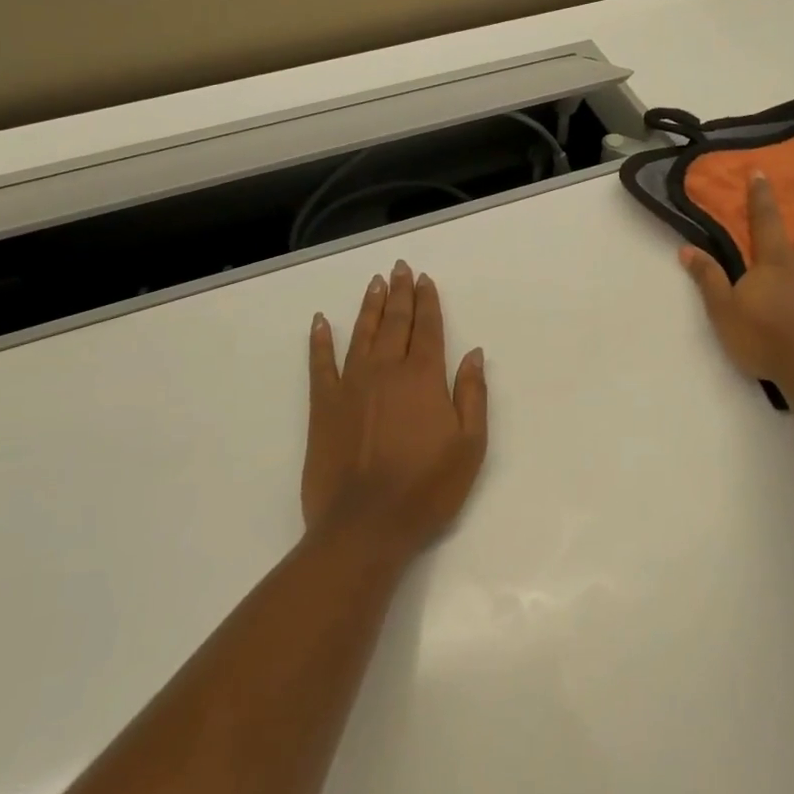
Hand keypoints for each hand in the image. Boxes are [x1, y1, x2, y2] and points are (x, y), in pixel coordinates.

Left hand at [304, 261, 488, 554]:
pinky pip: (320, 364)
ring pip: (361, 335)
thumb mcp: (470, 445)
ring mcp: (351, 386)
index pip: (428, 329)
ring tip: (375, 283)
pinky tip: (320, 322)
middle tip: (400, 268)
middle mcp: (386, 371)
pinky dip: (319, 341)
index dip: (427, 302)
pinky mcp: (323, 406)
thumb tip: (474, 353)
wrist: (366, 525)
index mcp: (423, 378)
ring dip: (369, 306)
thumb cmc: (427, 488)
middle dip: (400, 293)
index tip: (425, 279)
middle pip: (395, 323)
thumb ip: (472, 394)